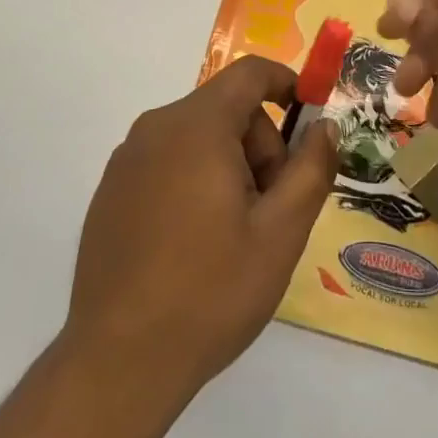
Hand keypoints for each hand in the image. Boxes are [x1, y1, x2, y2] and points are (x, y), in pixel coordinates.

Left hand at [63, 56, 336, 416]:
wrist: (118, 364)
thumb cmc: (210, 293)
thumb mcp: (280, 233)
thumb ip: (311, 169)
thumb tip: (325, 127)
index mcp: (196, 126)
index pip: (249, 73)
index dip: (286, 84)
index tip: (309, 124)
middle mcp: (155, 128)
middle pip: (226, 109)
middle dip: (260, 145)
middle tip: (271, 208)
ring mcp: (127, 159)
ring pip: (198, 136)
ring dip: (229, 166)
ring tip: (234, 234)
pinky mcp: (111, 189)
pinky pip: (167, 160)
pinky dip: (194, 180)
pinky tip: (195, 244)